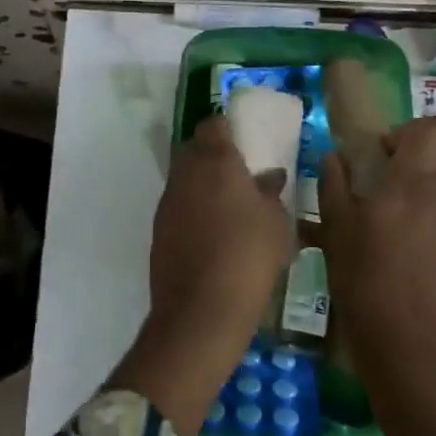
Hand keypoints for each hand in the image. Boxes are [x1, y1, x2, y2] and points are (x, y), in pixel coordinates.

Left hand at [148, 114, 293, 343]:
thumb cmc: (249, 256)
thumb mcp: (277, 223)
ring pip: (184, 179)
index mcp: (216, 161)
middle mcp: (185, 173)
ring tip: (229, 207)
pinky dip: (192, 211)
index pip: (213, 125)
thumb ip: (271, 193)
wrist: (201, 310)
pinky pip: (178, 207)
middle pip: (194, 149)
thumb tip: (269, 177)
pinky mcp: (158, 229)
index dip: (226, 128)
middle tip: (239, 173)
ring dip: (202, 185)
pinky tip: (212, 234)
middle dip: (213, 155)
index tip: (242, 140)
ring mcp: (168, 202)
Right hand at [319, 118, 435, 353]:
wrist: (401, 332)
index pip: (428, 129)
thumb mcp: (335, 225)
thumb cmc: (362, 277)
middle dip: (434, 138)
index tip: (387, 153)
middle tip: (412, 160)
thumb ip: (334, 183)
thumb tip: (334, 155)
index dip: (408, 131)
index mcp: (409, 182)